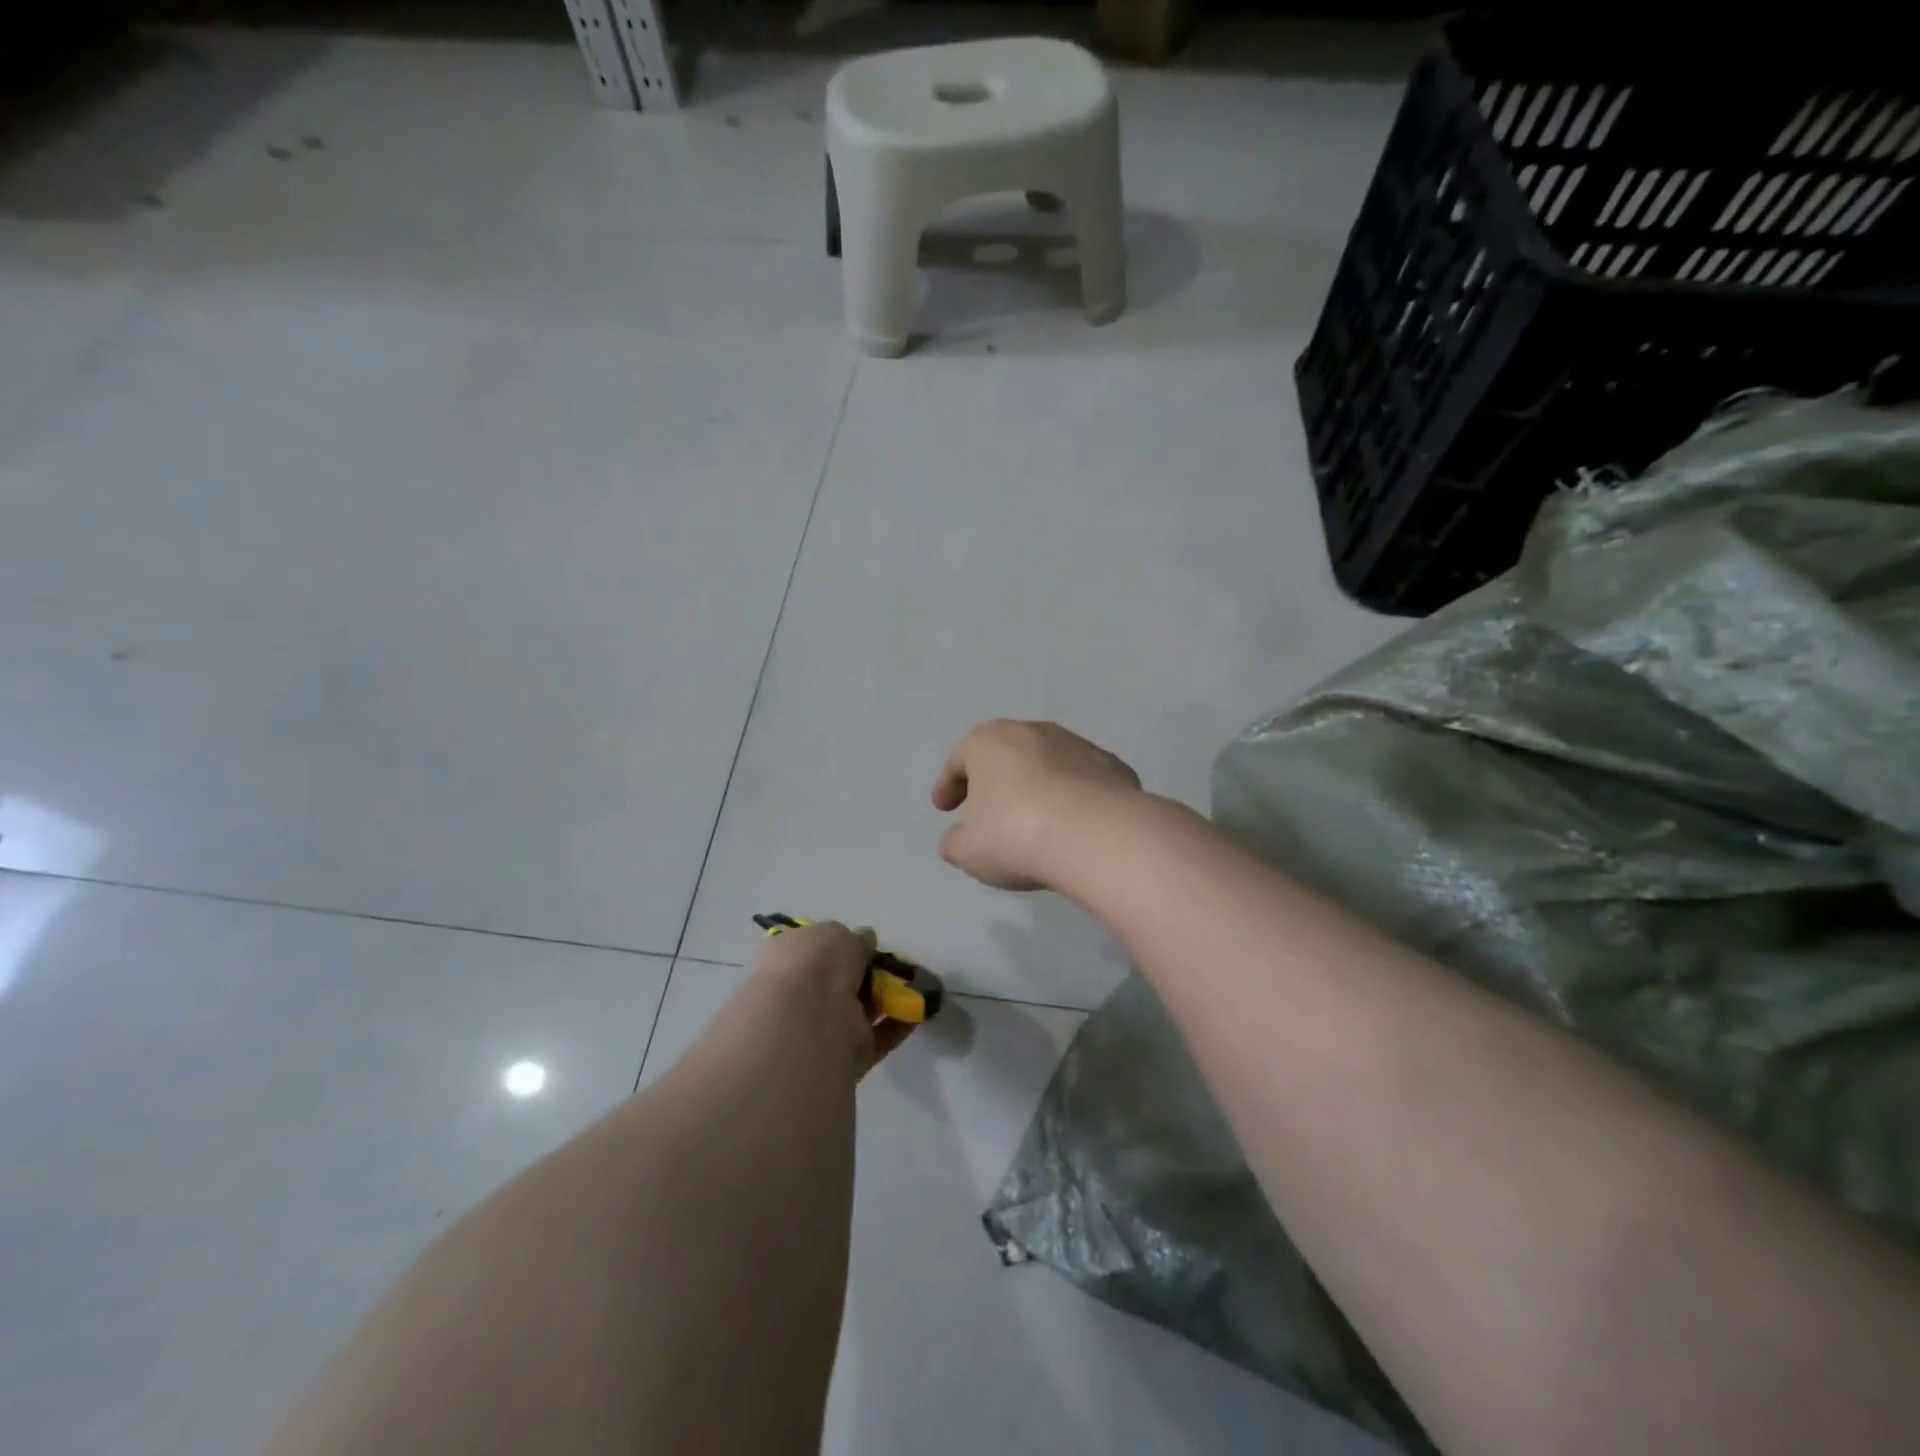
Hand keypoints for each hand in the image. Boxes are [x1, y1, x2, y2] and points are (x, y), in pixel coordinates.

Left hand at [750, 920, 914, 1077]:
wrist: (809, 1019)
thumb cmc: (814, 964)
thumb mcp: (835, 934)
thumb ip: (854, 939)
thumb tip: (865, 941)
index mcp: (787, 961)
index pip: (815, 952)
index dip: (840, 947)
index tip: (867, 944)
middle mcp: (802, 996)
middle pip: (841, 983)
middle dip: (867, 974)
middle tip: (895, 963)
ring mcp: (824, 1028)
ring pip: (862, 1009)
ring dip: (888, 997)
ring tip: (918, 984)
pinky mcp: (850, 1054)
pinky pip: (879, 1036)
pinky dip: (900, 1023)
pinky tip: (921, 1009)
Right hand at [931, 720, 1141, 890]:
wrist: (1097, 836)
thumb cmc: (1016, 835)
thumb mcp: (968, 851)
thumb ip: (955, 843)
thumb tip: (957, 840)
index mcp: (989, 742)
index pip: (959, 759)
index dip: (948, 785)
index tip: (944, 808)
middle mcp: (1033, 732)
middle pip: (1004, 754)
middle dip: (994, 780)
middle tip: (987, 810)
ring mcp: (1078, 745)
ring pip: (1046, 763)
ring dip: (1036, 786)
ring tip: (1034, 820)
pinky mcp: (1113, 766)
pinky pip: (1081, 780)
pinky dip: (1072, 796)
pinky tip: (1072, 824)